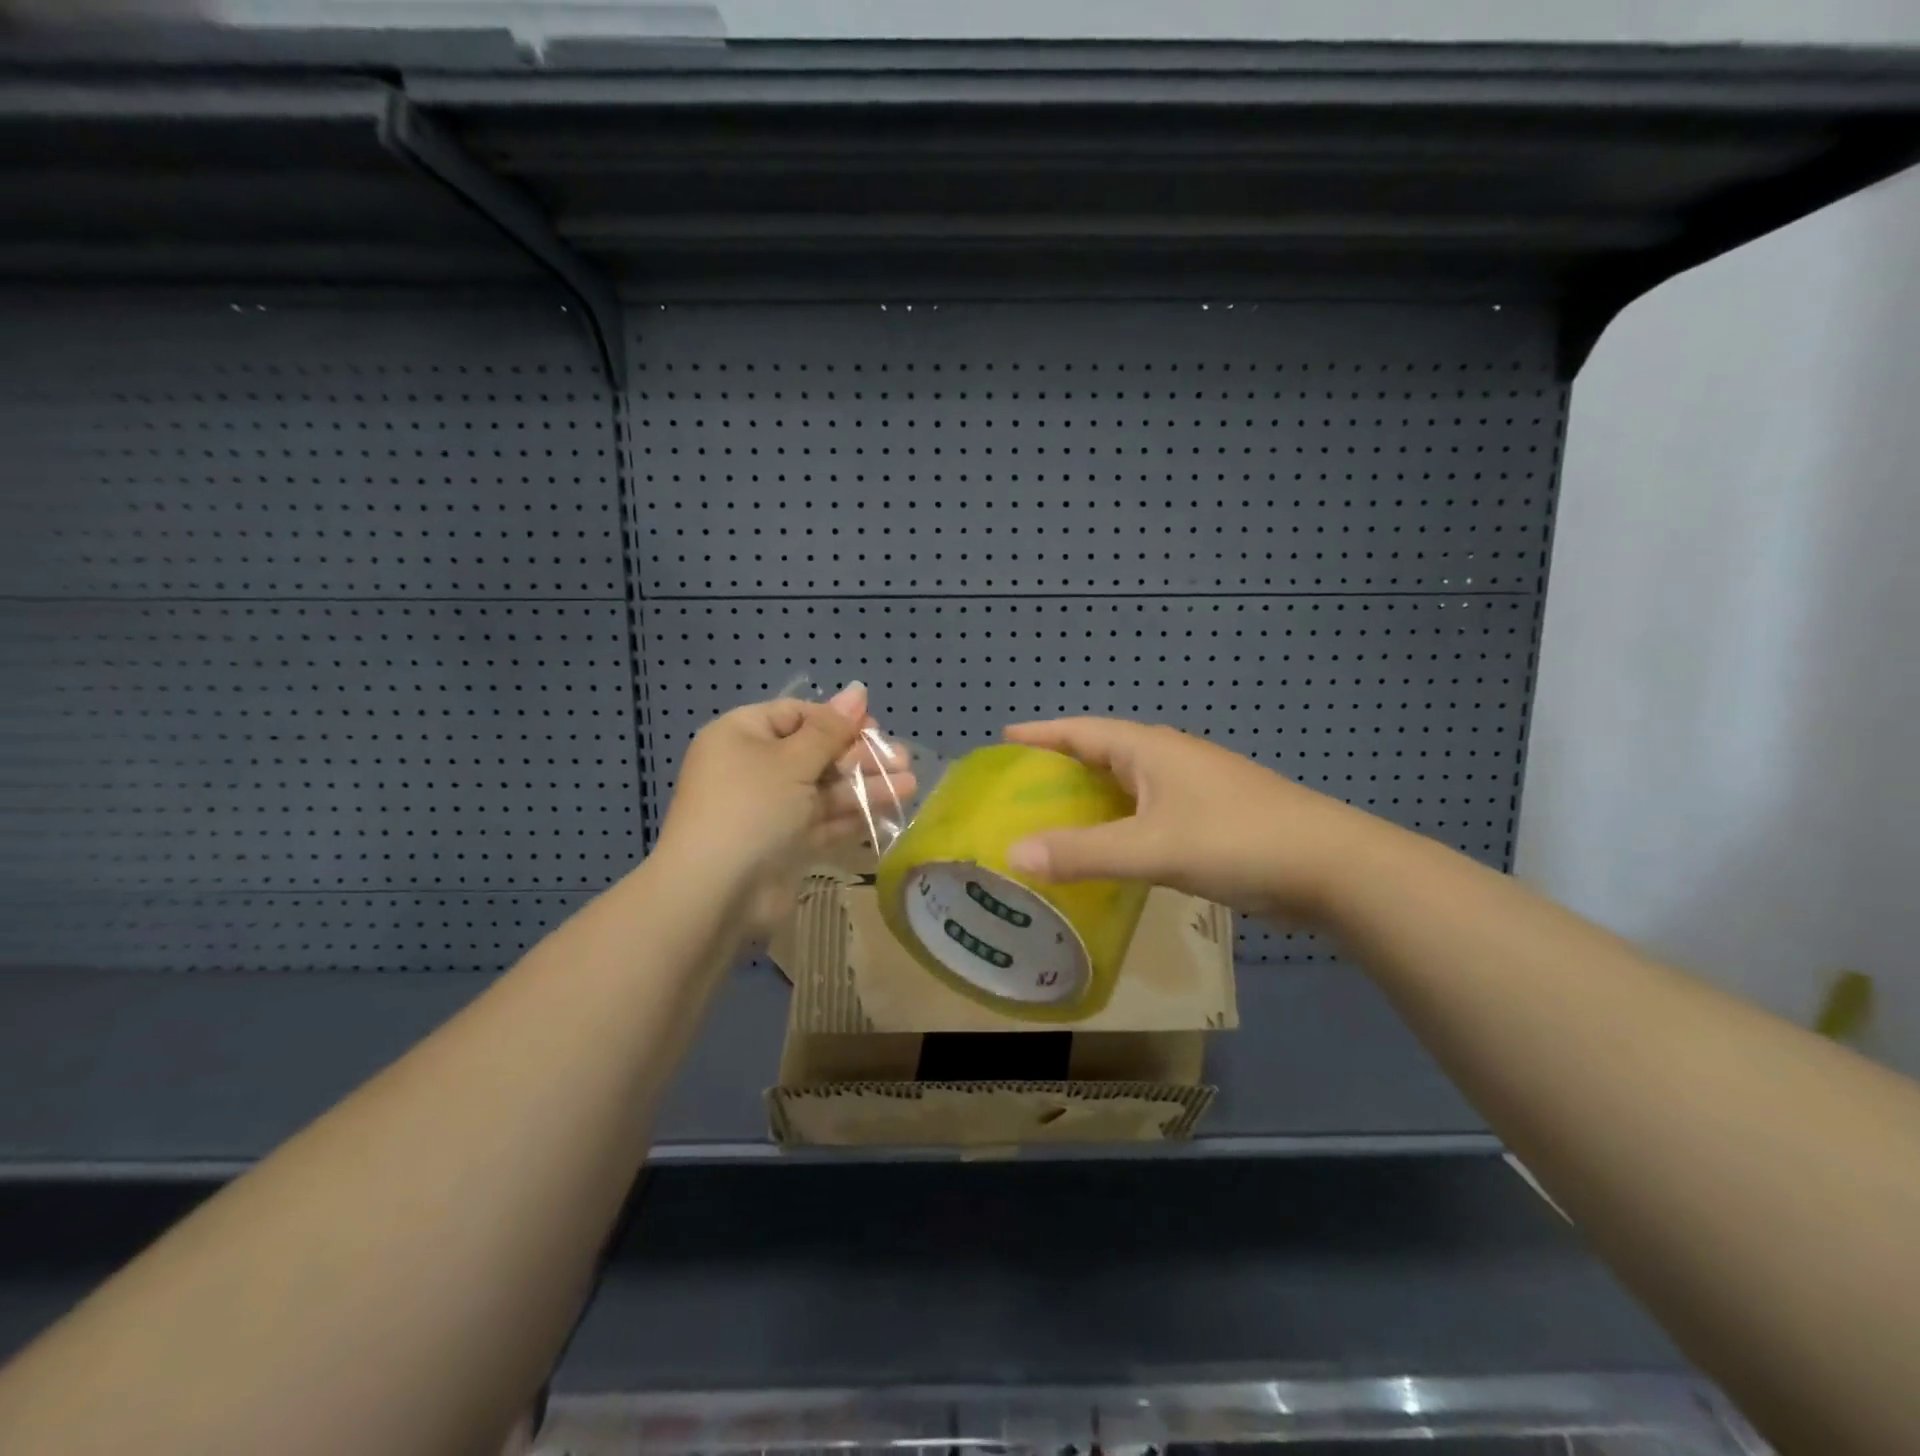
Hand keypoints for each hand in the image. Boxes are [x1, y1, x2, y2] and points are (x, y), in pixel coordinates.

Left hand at [655, 684, 912, 938]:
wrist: (716, 892)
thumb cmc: (751, 808)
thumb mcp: (792, 760)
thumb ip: (831, 729)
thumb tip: (857, 689)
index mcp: (741, 735)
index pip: (796, 715)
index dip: (837, 719)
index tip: (874, 727)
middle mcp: (753, 768)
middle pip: (815, 752)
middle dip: (859, 756)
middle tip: (902, 759)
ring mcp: (769, 808)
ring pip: (824, 789)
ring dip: (865, 786)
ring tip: (909, 785)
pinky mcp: (784, 843)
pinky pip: (822, 821)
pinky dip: (852, 815)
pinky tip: (889, 810)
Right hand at [1002, 717, 1385, 924]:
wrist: (1329, 866)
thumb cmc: (1235, 840)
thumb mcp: (1150, 848)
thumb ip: (1082, 853)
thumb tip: (1012, 855)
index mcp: (1149, 749)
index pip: (1082, 731)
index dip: (1042, 734)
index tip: (1004, 737)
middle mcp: (1167, 759)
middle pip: (1101, 754)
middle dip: (1059, 767)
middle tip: (1018, 789)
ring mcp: (1192, 788)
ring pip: (1125, 786)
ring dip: (1089, 799)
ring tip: (1050, 820)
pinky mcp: (1208, 818)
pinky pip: (1145, 812)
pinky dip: (1117, 824)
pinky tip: (1106, 850)